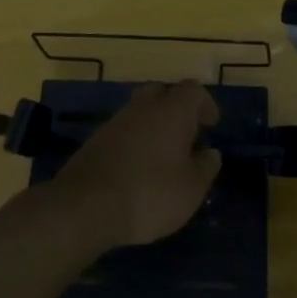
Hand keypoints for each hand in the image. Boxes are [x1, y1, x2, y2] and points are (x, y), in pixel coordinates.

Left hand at [53, 80, 221, 247]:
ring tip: (163, 155)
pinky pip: (123, 130)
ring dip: (154, 125)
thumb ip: (206, 167)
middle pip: (162, 92)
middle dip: (176, 108)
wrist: (85, 207)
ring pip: (140, 111)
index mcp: (172, 111)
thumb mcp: (191, 189)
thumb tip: (210, 153)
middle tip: (187, 134)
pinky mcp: (95, 140)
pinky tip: (137, 167)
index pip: (193, 90)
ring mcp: (115, 122)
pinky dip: (134, 140)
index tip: (211, 125)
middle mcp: (143, 107)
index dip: (205, 104)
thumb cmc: (150, 194)